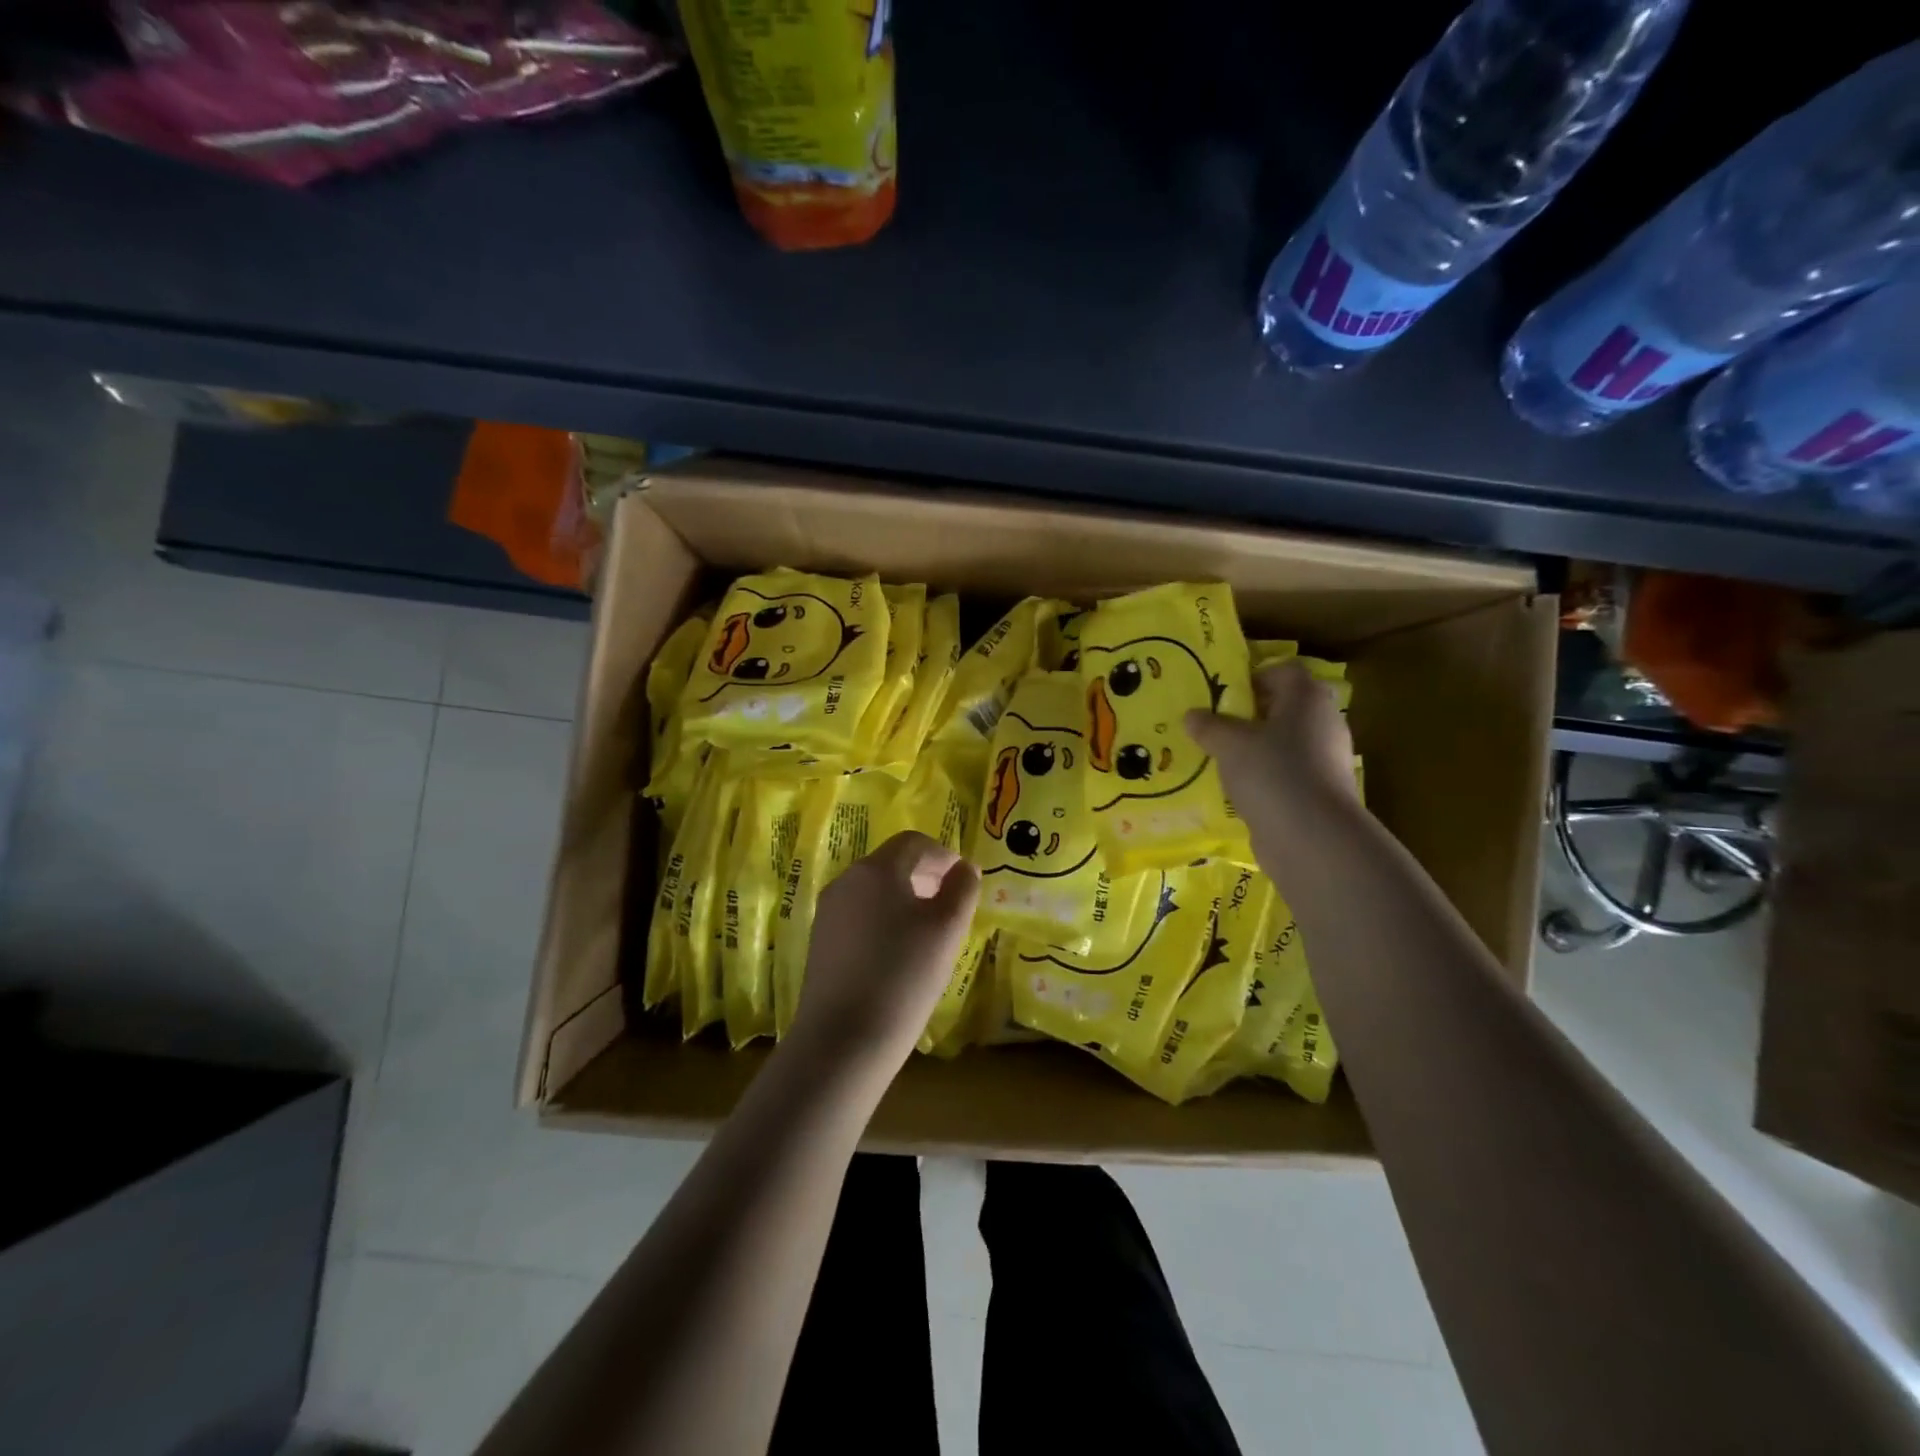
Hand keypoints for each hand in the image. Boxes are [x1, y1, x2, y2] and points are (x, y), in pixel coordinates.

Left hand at [786, 831, 980, 1084]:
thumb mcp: (947, 930)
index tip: (963, 880)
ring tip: (927, 932)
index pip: (914, 842)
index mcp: (876, 869)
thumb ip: (962, 890)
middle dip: (924, 876)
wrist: (843, 1039)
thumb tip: (965, 868)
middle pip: (891, 863)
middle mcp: (846, 880)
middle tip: (950, 904)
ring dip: (904, 898)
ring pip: (874, 890)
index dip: (943, 855)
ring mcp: (828, 911)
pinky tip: (897, 953)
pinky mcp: (821, 941)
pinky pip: (859, 915)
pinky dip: (883, 920)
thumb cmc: (904, 975)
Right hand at [1186, 661, 1356, 847]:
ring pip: (1285, 743)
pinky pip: (1287, 774)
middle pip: (1285, 708)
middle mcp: (1324, 722)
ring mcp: (1327, 759)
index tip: (1224, 695)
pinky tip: (1238, 790)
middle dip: (1250, 716)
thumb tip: (1192, 715)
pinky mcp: (1321, 792)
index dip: (1254, 677)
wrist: (1313, 837)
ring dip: (1256, 749)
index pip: (1285, 671)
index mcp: (1308, 698)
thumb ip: (1209, 726)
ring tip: (1221, 761)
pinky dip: (1265, 778)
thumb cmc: (1272, 772)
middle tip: (1216, 727)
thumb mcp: (1229, 744)